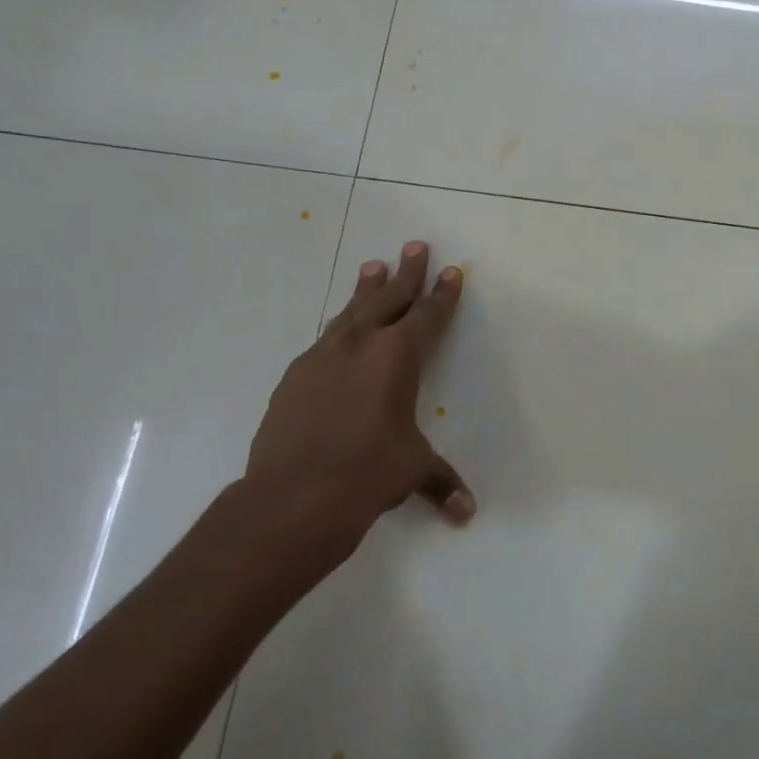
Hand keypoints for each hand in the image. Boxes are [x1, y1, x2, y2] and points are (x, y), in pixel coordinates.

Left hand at [239, 241, 473, 562]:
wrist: (291, 497)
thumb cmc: (367, 474)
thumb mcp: (412, 469)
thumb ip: (441, 481)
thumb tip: (467, 511)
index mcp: (397, 356)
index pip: (427, 316)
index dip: (442, 294)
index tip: (451, 271)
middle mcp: (360, 345)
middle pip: (388, 298)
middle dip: (406, 273)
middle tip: (414, 246)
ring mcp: (322, 357)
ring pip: (351, 312)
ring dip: (366, 290)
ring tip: (373, 267)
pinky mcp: (295, 376)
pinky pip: (325, 340)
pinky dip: (340, 329)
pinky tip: (339, 334)